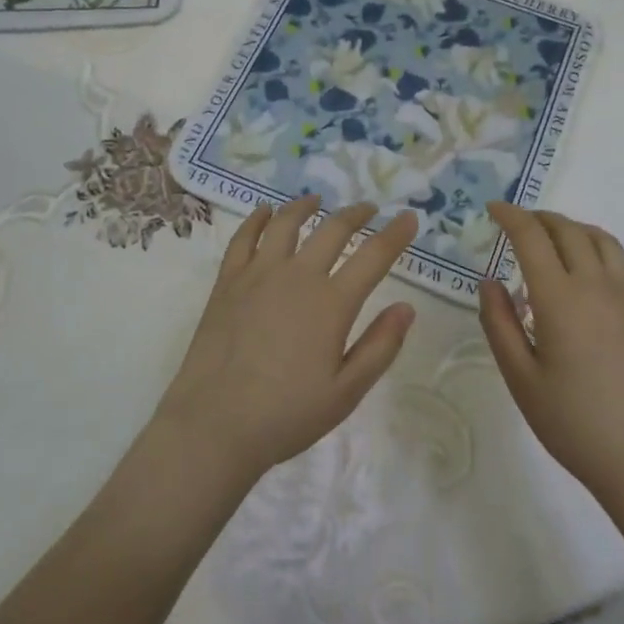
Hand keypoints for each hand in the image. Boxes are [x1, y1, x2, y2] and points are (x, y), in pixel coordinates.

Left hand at [155, 196, 419, 482]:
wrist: (215, 425)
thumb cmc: (287, 415)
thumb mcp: (346, 392)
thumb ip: (380, 347)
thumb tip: (407, 307)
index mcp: (332, 303)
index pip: (373, 256)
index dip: (395, 234)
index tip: (408, 218)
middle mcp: (297, 276)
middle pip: (332, 230)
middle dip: (356, 214)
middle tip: (368, 208)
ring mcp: (258, 274)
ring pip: (286, 224)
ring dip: (305, 206)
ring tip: (316, 199)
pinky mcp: (228, 282)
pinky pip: (244, 238)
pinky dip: (257, 219)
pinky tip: (264, 211)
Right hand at [479, 203, 623, 510]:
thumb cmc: (574, 423)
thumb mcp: (521, 379)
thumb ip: (499, 324)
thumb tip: (489, 281)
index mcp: (560, 298)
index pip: (532, 237)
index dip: (510, 216)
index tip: (493, 209)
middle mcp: (596, 284)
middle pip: (567, 229)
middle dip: (538, 217)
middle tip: (516, 223)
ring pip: (599, 238)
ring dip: (570, 227)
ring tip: (551, 238)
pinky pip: (621, 259)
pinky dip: (597, 246)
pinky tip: (587, 268)